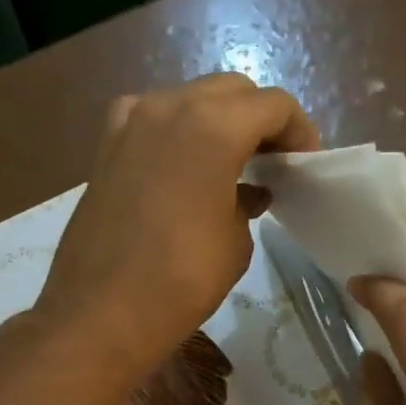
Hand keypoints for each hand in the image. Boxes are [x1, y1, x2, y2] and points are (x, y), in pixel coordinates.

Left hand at [37, 73, 320, 379]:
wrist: (100, 312)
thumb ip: (247, 202)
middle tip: (273, 161)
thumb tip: (248, 192)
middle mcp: (168, 106)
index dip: (298, 130)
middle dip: (259, 119)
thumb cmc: (182, 281)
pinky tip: (185, 170)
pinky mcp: (105, 146)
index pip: (272, 104)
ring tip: (232, 165)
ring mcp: (130, 121)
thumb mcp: (235, 242)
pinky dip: (178, 134)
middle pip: (230, 92)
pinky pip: (153, 121)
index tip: (304, 162)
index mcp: (212, 125)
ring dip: (218, 122)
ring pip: (189, 100)